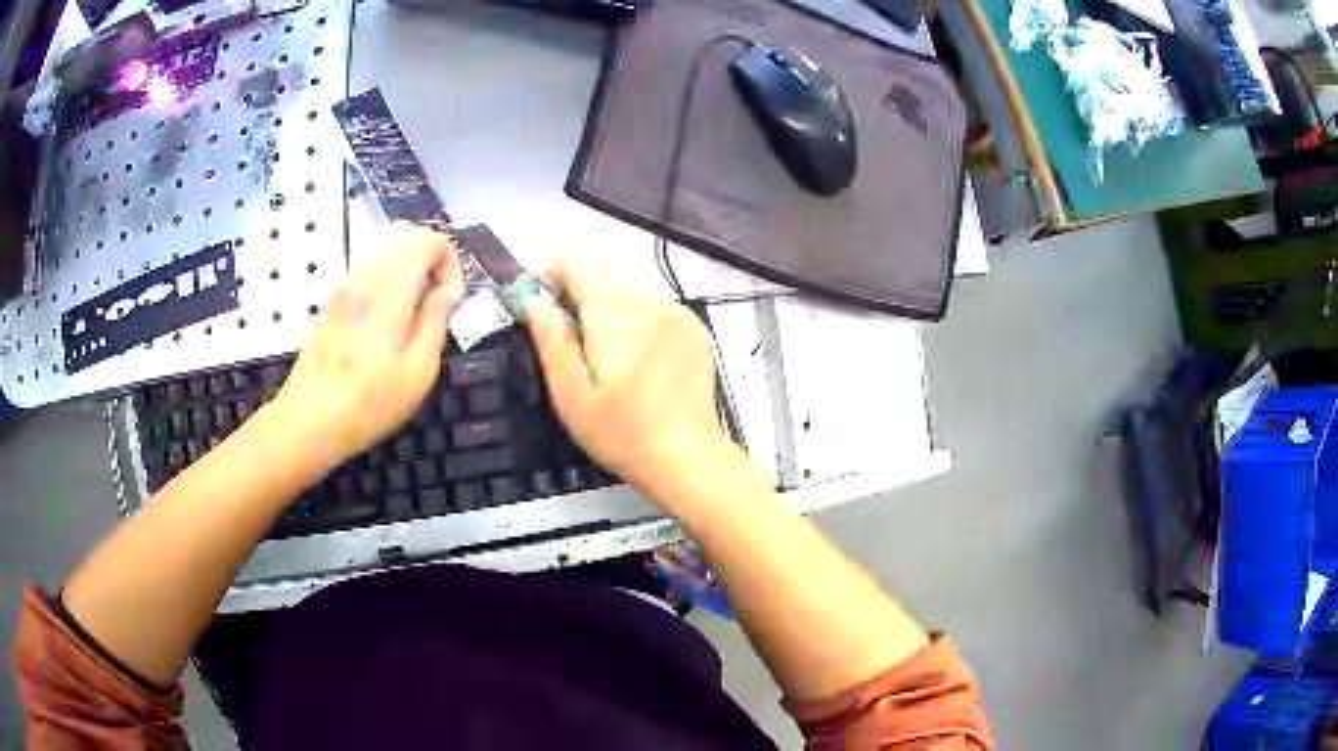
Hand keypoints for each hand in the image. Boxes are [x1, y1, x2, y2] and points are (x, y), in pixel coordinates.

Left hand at [269, 222, 462, 473]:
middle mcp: (363, 279)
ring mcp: (343, 287)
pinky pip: (368, 268)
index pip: (425, 238)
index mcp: (387, 293)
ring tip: (414, 312)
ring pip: (384, 248)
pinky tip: (388, 322)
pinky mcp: (332, 301)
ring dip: (409, 266)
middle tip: (437, 297)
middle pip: (403, 232)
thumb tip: (449, 290)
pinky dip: (388, 277)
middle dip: (430, 255)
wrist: (308, 421)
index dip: (449, 258)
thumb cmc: (368, 405)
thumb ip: (436, 321)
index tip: (451, 297)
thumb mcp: (417, 373)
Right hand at [522, 255, 728, 495]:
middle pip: (605, 274)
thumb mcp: (570, 393)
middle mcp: (650, 300)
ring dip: (609, 308)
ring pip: (630, 292)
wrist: (687, 457)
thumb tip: (532, 299)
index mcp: (615, 311)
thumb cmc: (621, 432)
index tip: (538, 294)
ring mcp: (678, 312)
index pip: (578, 261)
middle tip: (566, 334)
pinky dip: (637, 321)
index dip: (552, 269)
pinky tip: (637, 361)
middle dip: (578, 293)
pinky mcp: (695, 328)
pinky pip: (656, 309)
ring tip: (603, 356)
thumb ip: (551, 338)